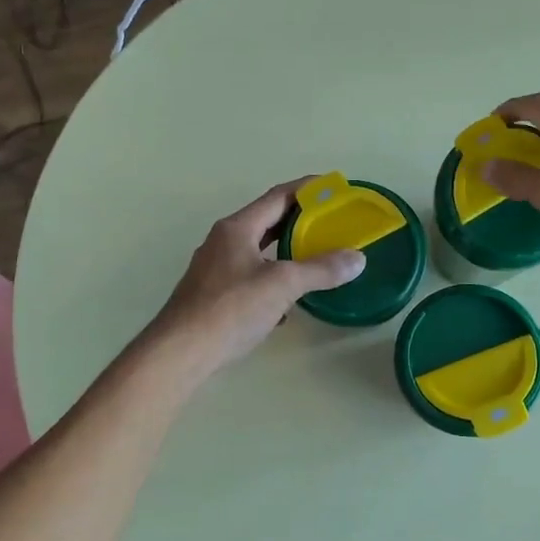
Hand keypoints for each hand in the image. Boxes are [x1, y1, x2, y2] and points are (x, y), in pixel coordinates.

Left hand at [148, 180, 365, 377]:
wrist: (182, 351)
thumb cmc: (231, 308)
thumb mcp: (282, 284)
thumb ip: (320, 270)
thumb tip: (357, 259)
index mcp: (237, 228)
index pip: (277, 197)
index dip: (307, 189)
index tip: (333, 188)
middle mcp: (223, 242)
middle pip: (267, 222)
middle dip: (299, 222)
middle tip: (331, 224)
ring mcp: (215, 270)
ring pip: (259, 252)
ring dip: (286, 253)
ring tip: (316, 259)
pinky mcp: (214, 296)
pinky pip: (251, 278)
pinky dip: (273, 282)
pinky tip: (289, 303)